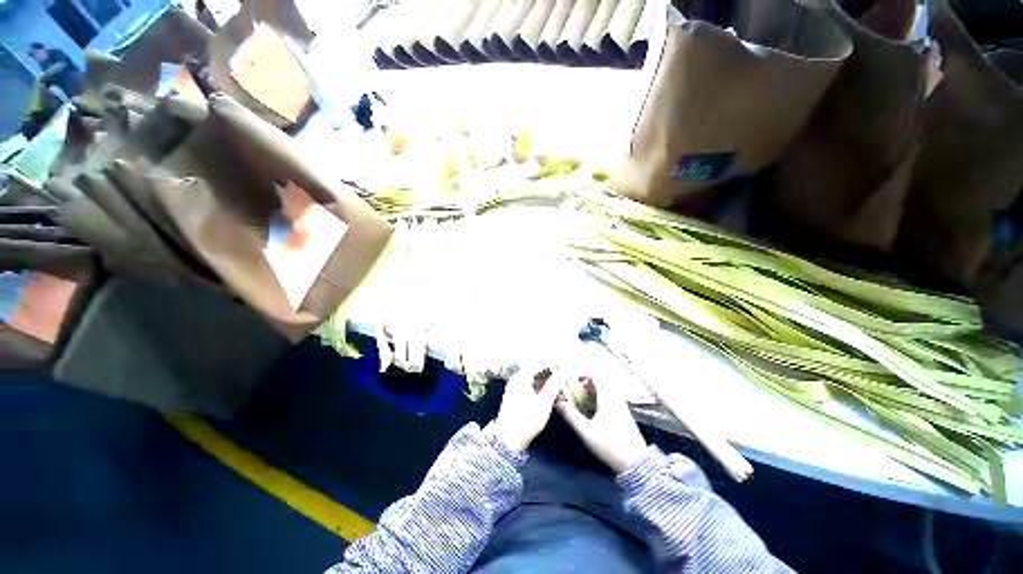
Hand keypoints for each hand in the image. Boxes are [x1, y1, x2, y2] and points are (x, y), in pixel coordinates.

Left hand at [491, 367, 561, 453]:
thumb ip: (553, 385)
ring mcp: (515, 386)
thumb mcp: (544, 403)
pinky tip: (550, 393)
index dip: (553, 364)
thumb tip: (563, 372)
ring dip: (547, 381)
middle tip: (565, 375)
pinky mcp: (515, 395)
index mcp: (522, 376)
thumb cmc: (527, 420)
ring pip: (534, 379)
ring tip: (560, 384)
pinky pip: (530, 385)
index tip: (566, 366)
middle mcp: (517, 378)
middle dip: (551, 373)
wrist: (508, 439)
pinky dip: (540, 387)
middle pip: (537, 370)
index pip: (540, 364)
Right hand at [557, 374, 647, 474]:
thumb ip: (571, 416)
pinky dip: (601, 399)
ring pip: (607, 391)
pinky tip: (595, 411)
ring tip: (582, 401)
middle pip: (601, 383)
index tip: (572, 381)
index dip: (583, 376)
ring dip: (594, 392)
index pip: (596, 377)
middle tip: (575, 392)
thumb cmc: (609, 445)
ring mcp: (622, 406)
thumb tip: (558, 402)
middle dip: (587, 385)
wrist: (636, 463)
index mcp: (607, 398)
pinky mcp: (625, 415)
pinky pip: (611, 399)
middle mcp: (616, 398)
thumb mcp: (586, 432)